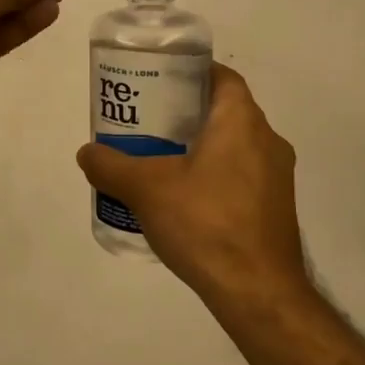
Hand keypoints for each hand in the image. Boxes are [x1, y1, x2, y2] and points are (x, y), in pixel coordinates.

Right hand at [76, 64, 308, 307]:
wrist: (258, 291)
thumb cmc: (205, 223)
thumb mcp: (145, 189)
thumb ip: (111, 165)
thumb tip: (87, 153)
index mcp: (242, 121)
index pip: (222, 77)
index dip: (191, 73)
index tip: (160, 82)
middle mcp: (268, 141)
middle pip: (225, 112)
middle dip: (188, 114)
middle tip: (149, 124)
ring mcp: (277, 177)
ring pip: (235, 147)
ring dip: (202, 148)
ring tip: (161, 163)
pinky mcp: (276, 209)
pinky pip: (242, 177)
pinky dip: (215, 177)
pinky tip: (185, 202)